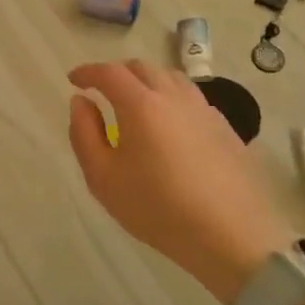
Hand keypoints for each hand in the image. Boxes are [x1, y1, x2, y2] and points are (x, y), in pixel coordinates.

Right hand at [68, 61, 289, 304]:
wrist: (231, 236)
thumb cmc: (157, 208)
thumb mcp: (103, 177)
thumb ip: (84, 133)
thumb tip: (80, 102)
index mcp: (140, 105)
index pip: (109, 72)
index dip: (87, 72)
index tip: (74, 80)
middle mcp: (173, 97)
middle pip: (142, 68)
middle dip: (117, 73)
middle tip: (102, 90)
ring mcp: (204, 110)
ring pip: (171, 78)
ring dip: (146, 81)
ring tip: (135, 102)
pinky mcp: (225, 128)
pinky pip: (192, 98)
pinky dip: (171, 98)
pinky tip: (169, 124)